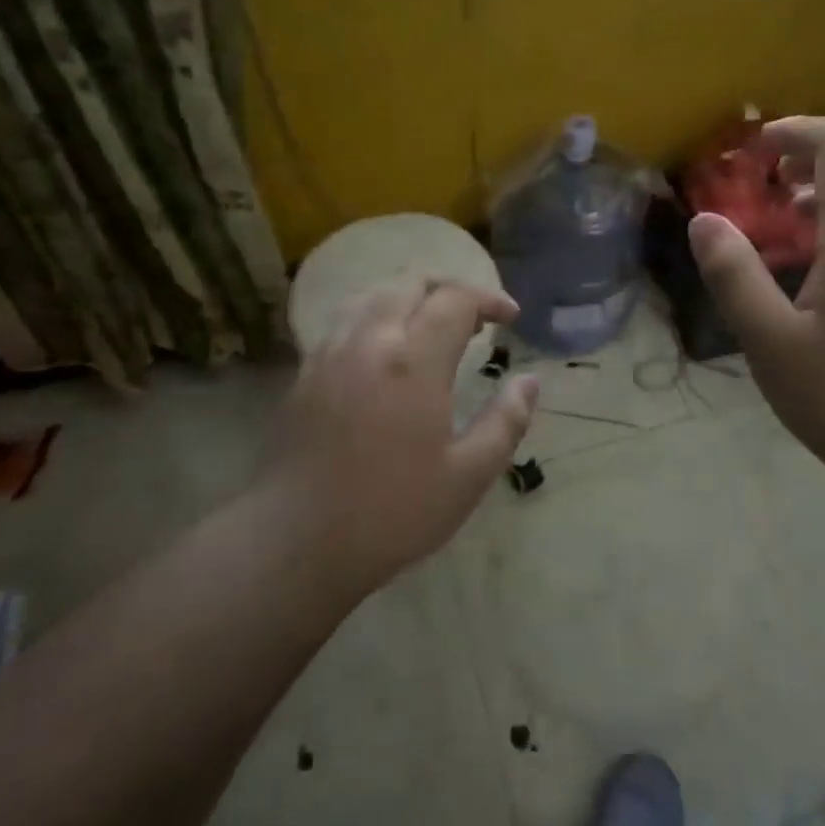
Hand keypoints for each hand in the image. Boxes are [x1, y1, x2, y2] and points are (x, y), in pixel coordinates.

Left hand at [264, 281, 538, 592]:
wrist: (295, 542)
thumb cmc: (392, 512)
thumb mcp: (468, 476)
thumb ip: (506, 421)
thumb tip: (529, 380)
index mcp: (413, 361)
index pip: (455, 300)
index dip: (489, 299)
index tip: (510, 318)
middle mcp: (369, 341)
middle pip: (410, 283)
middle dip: (449, 289)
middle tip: (474, 318)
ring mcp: (329, 353)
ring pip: (372, 295)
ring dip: (410, 298)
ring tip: (431, 327)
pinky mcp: (304, 373)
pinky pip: (345, 321)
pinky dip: (376, 317)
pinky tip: (386, 353)